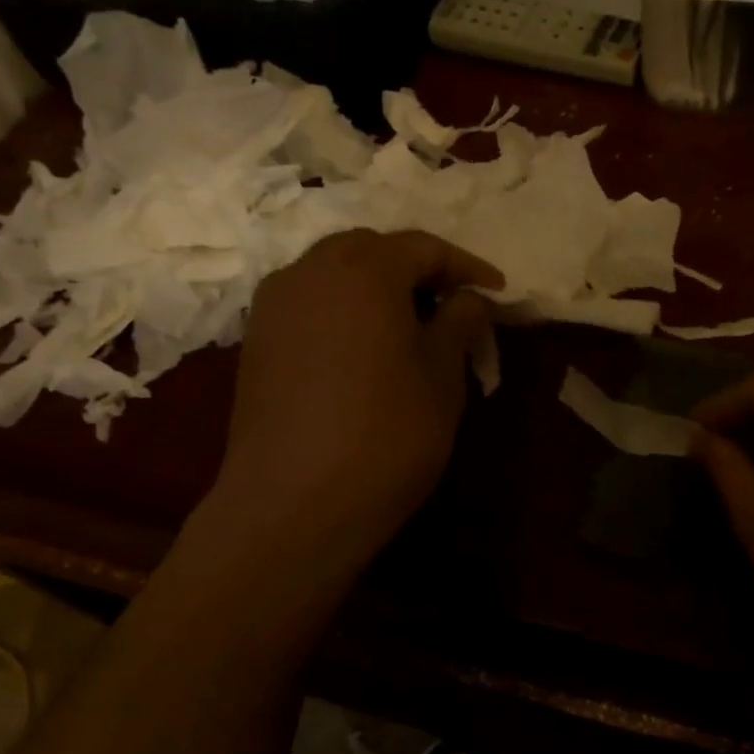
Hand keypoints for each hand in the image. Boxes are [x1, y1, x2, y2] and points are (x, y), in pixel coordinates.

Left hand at [211, 229, 500, 561]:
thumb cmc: (387, 434)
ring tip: (409, 324)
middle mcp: (309, 272)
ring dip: (375, 287)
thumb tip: (468, 298)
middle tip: (450, 303)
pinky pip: (309, 305)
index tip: (497, 291)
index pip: (423, 247)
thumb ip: (459, 322)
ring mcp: (274, 307)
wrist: (293, 505)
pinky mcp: (256, 344)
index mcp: (363, 270)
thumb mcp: (443, 376)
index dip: (466, 266)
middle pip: (371, 250)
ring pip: (333, 274)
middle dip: (415, 269)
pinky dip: (342, 311)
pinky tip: (363, 349)